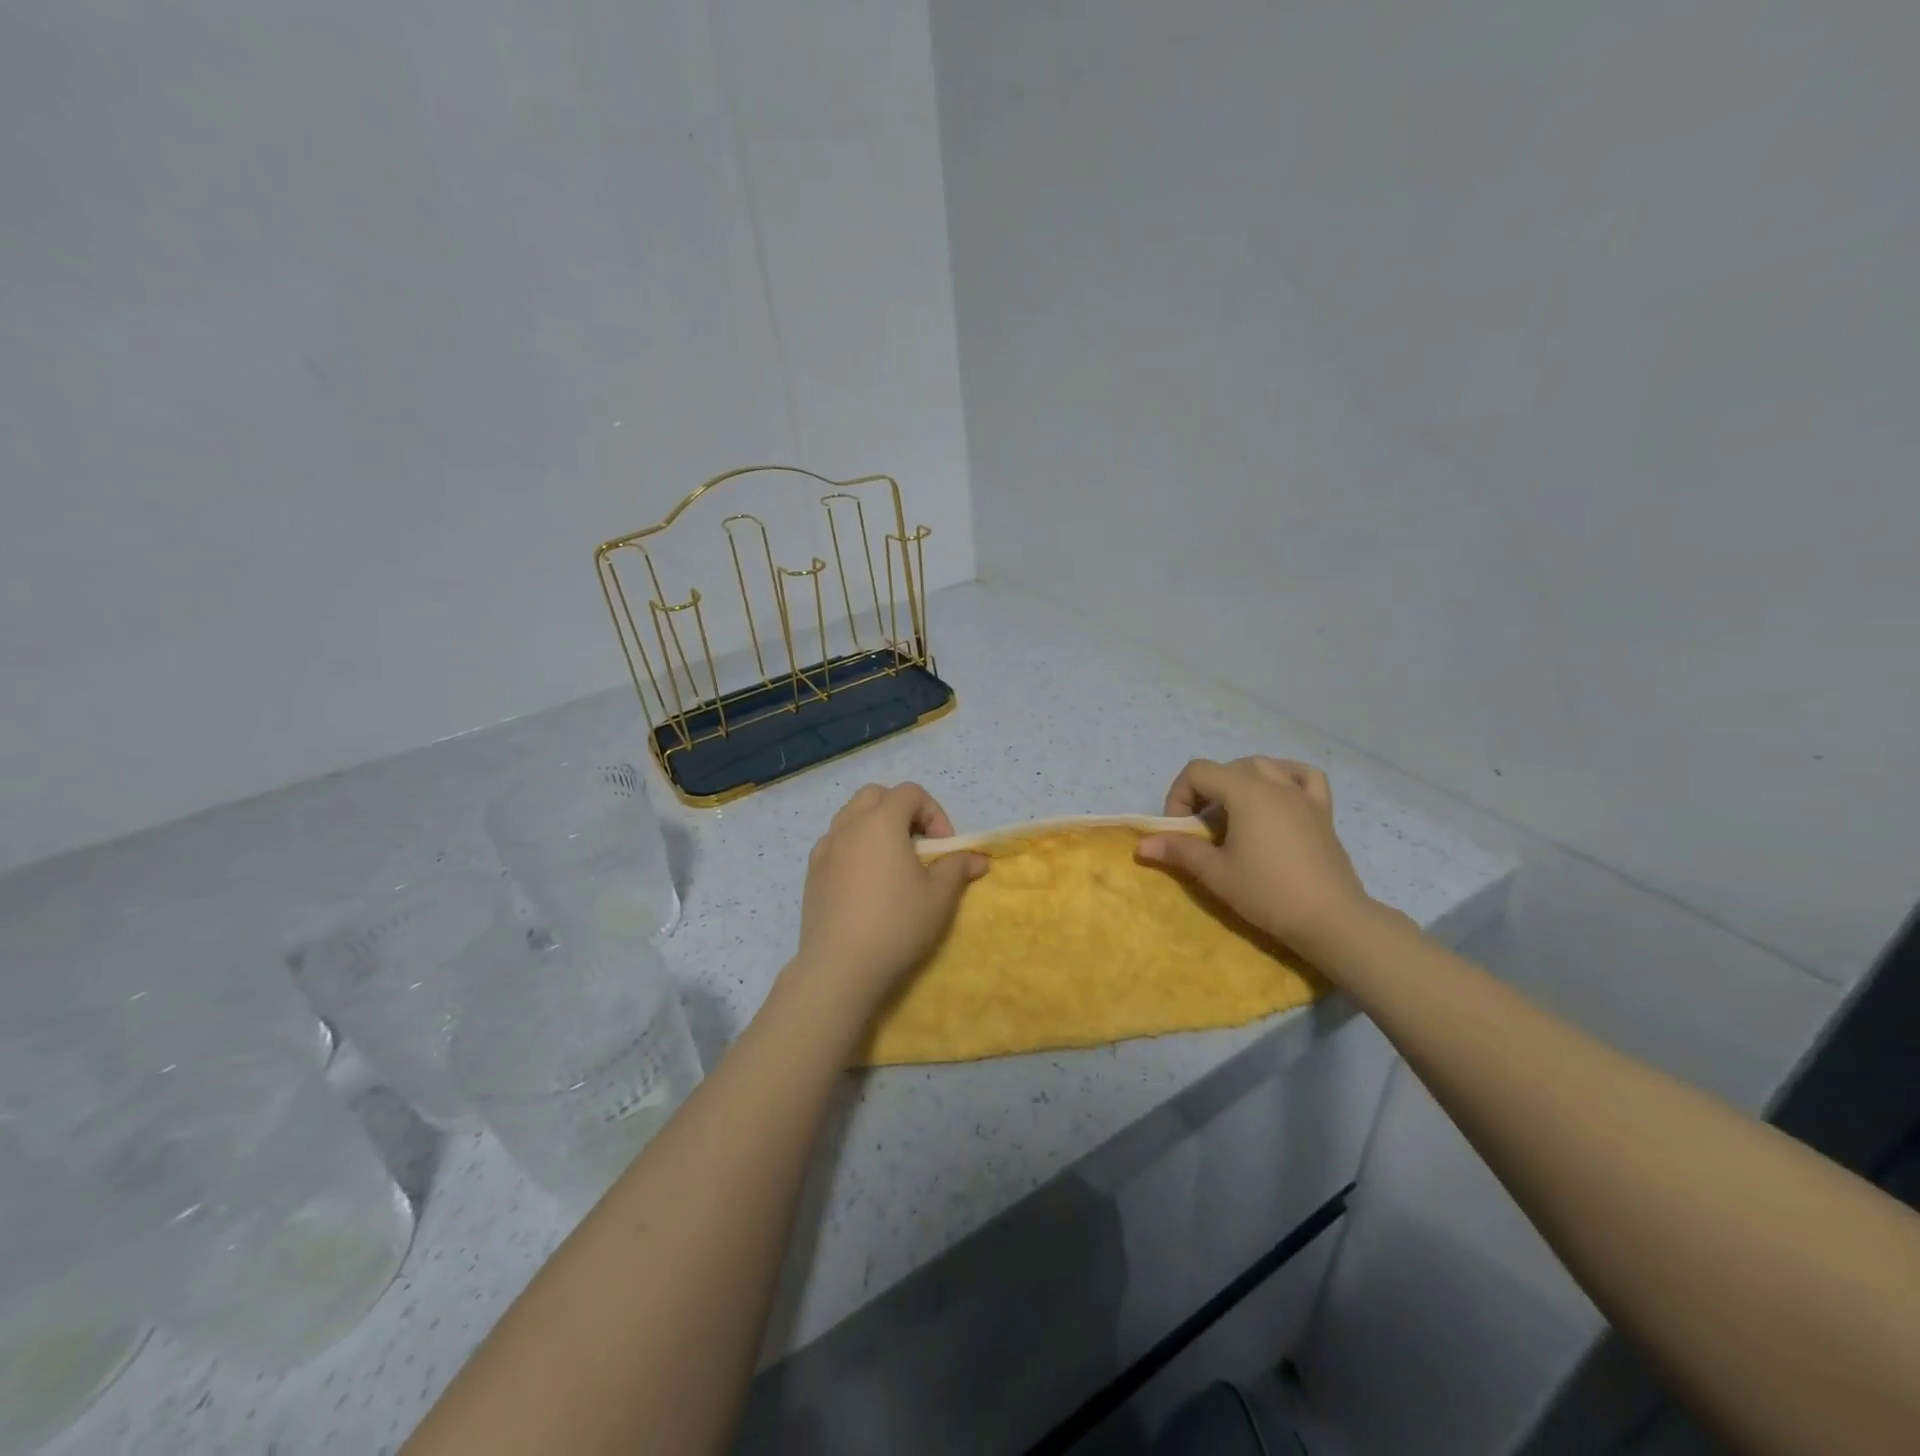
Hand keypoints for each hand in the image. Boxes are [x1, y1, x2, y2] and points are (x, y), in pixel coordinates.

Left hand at [792, 783, 988, 1010]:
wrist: (840, 966)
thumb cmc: (896, 924)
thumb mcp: (939, 897)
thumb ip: (957, 868)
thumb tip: (978, 859)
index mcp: (881, 821)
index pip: (910, 792)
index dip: (933, 812)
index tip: (943, 847)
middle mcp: (849, 825)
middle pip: (876, 795)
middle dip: (901, 810)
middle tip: (917, 844)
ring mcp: (825, 847)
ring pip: (851, 816)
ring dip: (874, 826)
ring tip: (891, 861)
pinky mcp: (812, 872)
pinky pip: (835, 842)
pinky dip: (853, 846)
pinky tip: (865, 881)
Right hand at [1135, 757, 1380, 964]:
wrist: (1330, 919)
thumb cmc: (1268, 893)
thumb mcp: (1216, 873)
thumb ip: (1179, 851)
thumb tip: (1142, 845)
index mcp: (1245, 791)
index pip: (1198, 771)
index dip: (1179, 796)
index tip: (1182, 830)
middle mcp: (1274, 783)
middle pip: (1227, 768)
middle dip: (1206, 793)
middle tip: (1203, 831)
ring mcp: (1302, 794)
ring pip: (1263, 766)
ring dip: (1240, 782)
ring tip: (1235, 814)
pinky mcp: (1322, 811)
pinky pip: (1304, 776)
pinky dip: (1287, 776)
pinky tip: (1278, 795)